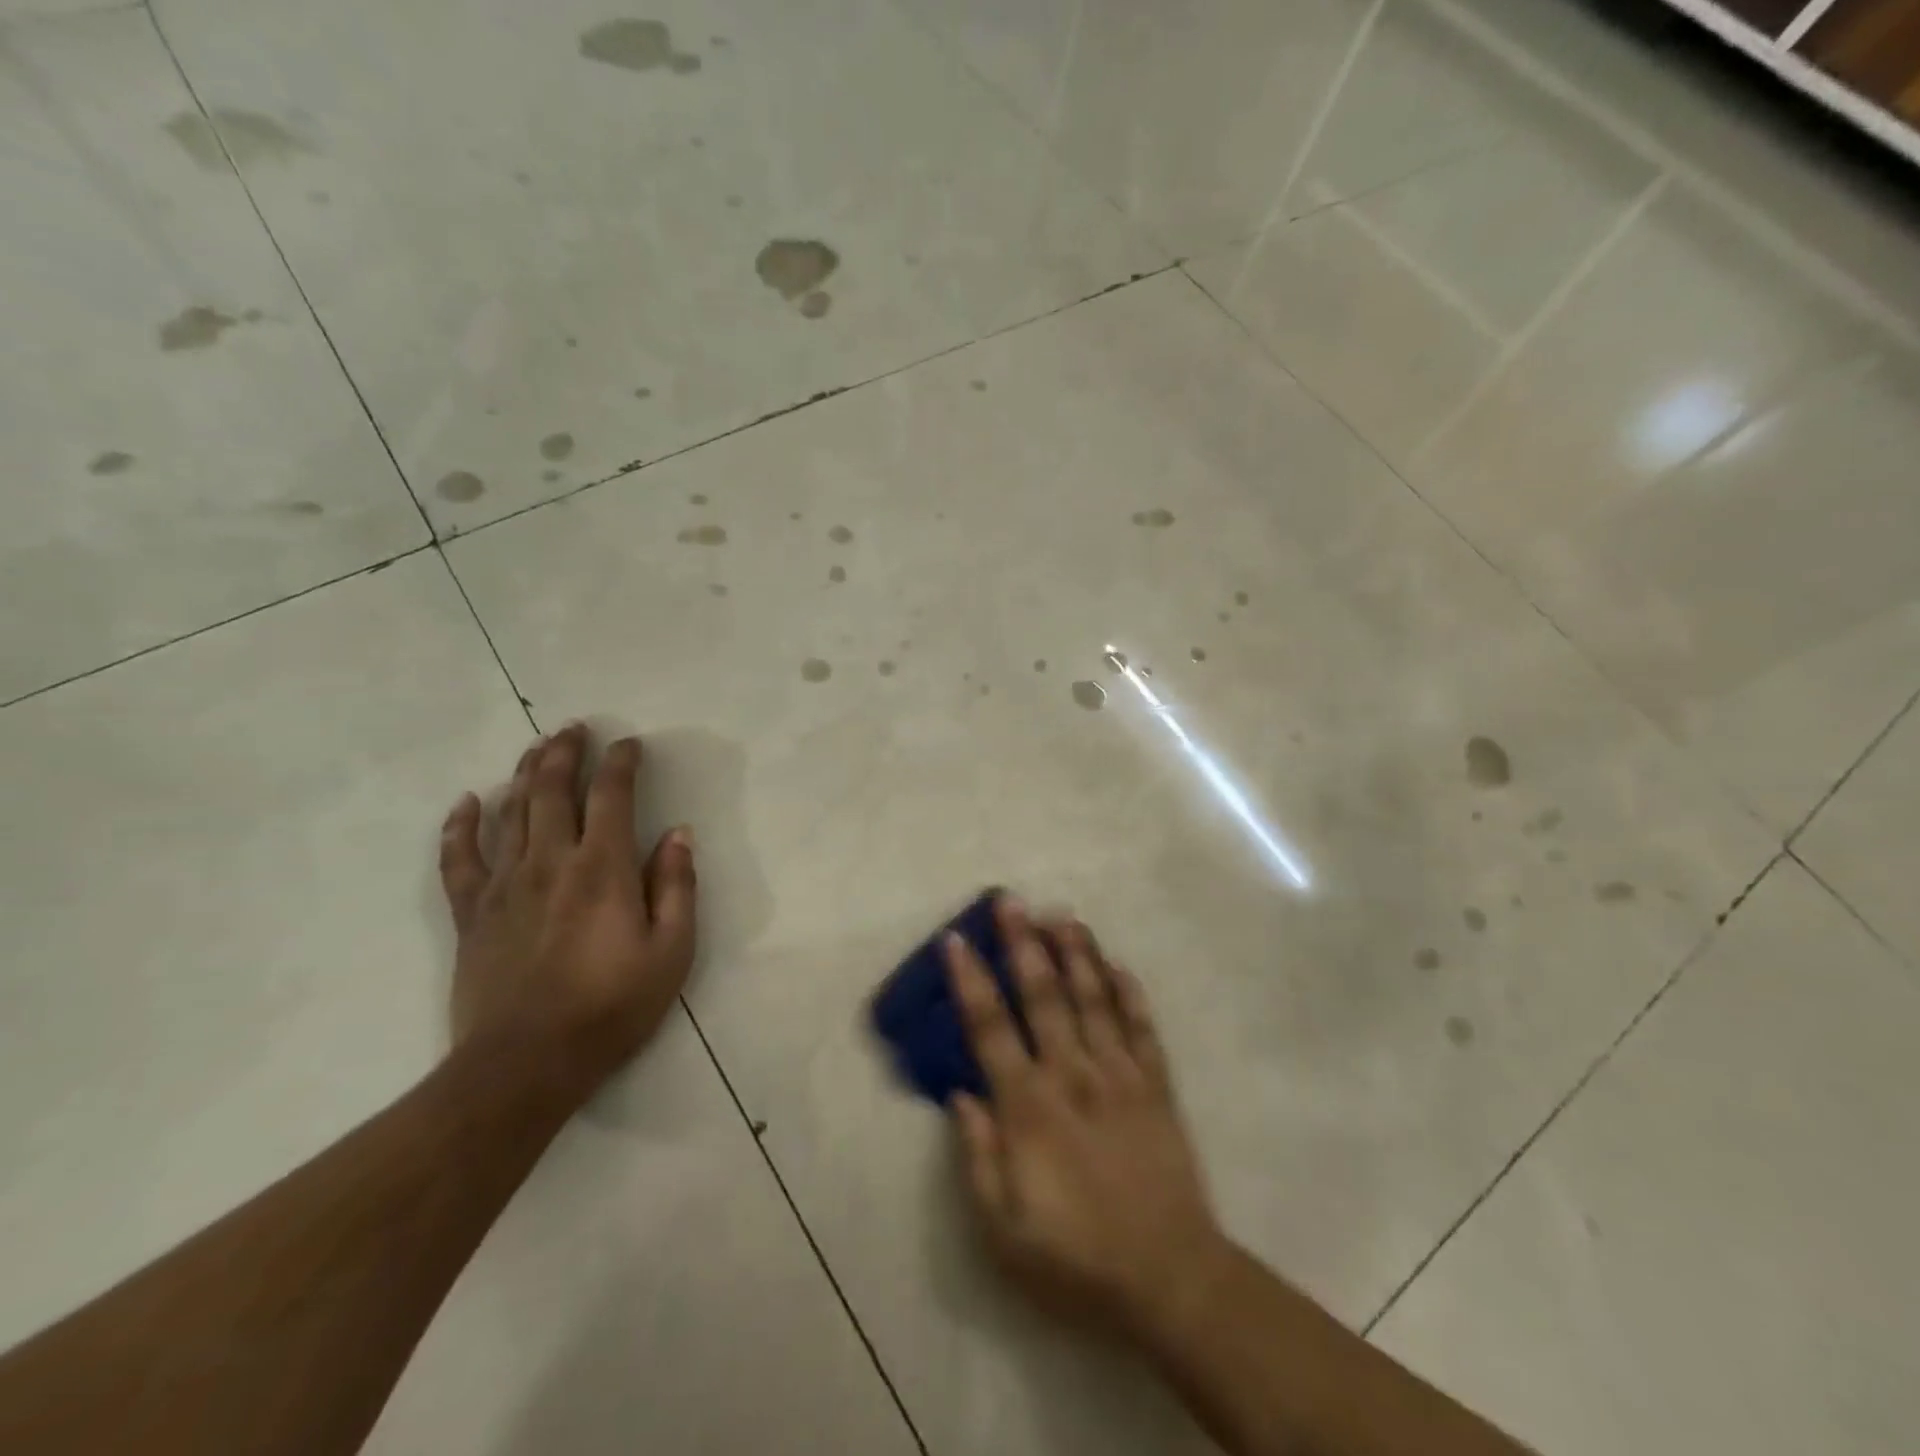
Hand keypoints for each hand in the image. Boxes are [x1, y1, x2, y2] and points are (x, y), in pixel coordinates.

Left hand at [438, 724, 696, 1099]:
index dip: (622, 763)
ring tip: (537, 748)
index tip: (631, 744)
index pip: (612, 796)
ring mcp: (504, 885)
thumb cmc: (612, 1006)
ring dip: (525, 774)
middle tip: (575, 728)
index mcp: (603, 868)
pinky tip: (467, 802)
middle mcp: (551, 862)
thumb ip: (677, 887)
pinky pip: (459, 859)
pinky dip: (461, 826)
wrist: (526, 1064)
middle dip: (566, 752)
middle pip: (553, 790)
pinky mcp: (470, 913)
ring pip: (511, 812)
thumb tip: (679, 834)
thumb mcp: (672, 951)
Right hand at [945, 897, 1230, 1341]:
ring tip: (1062, 915)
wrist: (1170, 1279)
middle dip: (1024, 943)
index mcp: (1029, 1105)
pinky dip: (1130, 993)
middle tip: (1012, 900)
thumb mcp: (1003, 1229)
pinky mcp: (1157, 1085)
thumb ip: (978, 1157)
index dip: (970, 980)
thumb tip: (960, 1093)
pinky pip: (1142, 1028)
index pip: (990, 1027)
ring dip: (1076, 953)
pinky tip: (1119, 964)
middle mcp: (1073, 1074)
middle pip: (1043, 995)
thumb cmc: (1075, 1257)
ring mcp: (1120, 1074)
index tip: (956, 940)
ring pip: (1093, 998)